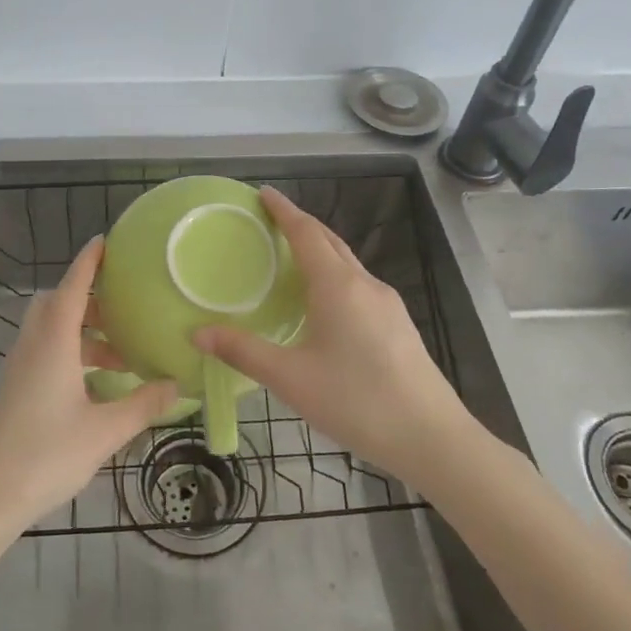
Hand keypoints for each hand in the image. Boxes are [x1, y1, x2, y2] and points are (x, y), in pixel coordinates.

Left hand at [0, 237, 177, 533]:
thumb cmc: (46, 455)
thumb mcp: (105, 431)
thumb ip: (142, 405)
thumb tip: (176, 384)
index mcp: (53, 343)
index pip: (71, 288)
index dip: (87, 263)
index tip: (103, 241)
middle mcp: (33, 347)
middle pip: (56, 305)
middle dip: (87, 298)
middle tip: (121, 308)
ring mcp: (19, 370)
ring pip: (50, 331)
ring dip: (82, 331)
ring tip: (121, 353)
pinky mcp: (15, 391)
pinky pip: (45, 353)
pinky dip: (71, 354)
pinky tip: (96, 385)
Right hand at [193, 186, 481, 485]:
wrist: (432, 437)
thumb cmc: (357, 401)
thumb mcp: (291, 379)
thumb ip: (243, 352)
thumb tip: (198, 333)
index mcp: (338, 286)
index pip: (306, 233)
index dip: (284, 211)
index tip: (264, 193)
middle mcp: (365, 285)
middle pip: (330, 241)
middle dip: (301, 225)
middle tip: (271, 221)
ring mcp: (387, 304)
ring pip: (347, 264)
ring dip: (319, 251)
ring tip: (291, 260)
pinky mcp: (398, 325)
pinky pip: (358, 285)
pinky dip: (334, 277)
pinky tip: (324, 304)